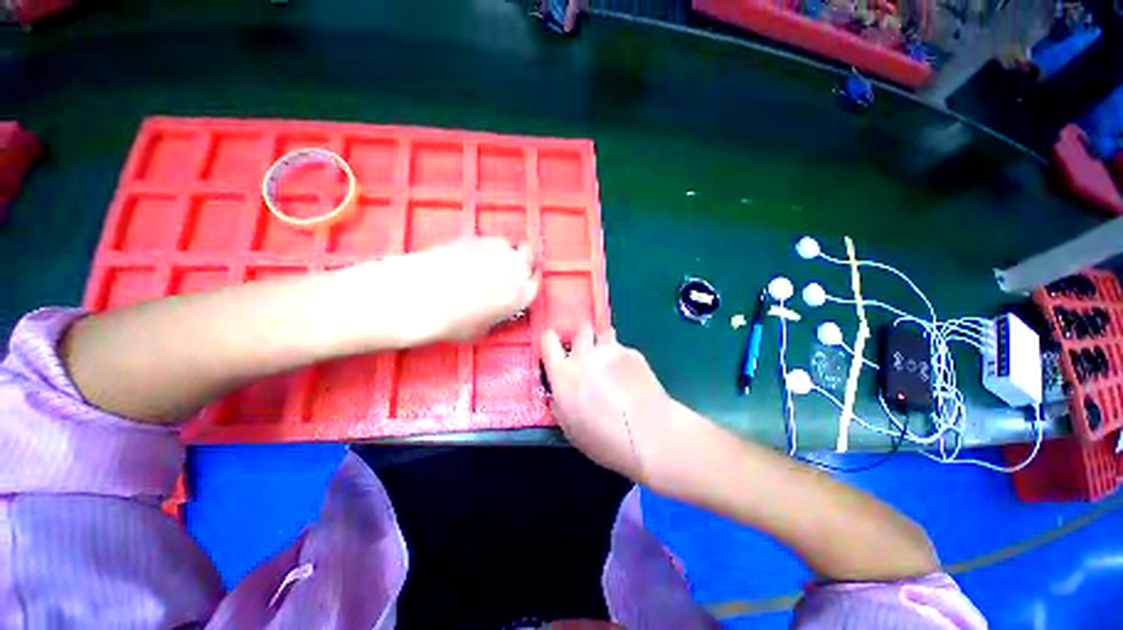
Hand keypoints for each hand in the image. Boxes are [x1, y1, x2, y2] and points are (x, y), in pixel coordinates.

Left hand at [370, 238, 539, 345]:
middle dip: (523, 260)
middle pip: (529, 255)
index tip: (524, 282)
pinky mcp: (475, 238)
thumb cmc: (452, 323)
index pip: (535, 283)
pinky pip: (488, 240)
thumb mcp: (483, 330)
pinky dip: (486, 247)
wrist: (420, 298)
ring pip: (509, 244)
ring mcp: (495, 250)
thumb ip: (498, 316)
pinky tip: (471, 256)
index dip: (530, 281)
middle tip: (510, 267)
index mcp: (520, 295)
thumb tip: (499, 310)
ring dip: (505, 251)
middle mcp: (515, 269)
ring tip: (490, 261)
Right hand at [541, 324, 675, 483]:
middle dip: (582, 337)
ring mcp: (610, 350)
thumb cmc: (603, 439)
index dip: (551, 340)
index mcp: (563, 373)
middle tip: (587, 352)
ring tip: (608, 361)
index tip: (555, 346)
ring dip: (602, 342)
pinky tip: (630, 375)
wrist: (647, 434)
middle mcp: (584, 355)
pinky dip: (621, 357)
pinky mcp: (632, 352)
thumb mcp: (568, 426)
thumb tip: (561, 390)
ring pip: (603, 333)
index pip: (548, 339)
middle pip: (580, 329)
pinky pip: (621, 348)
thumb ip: (560, 400)